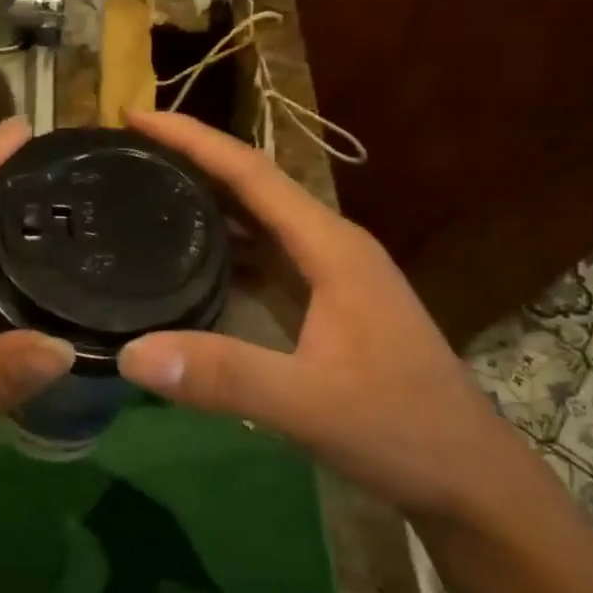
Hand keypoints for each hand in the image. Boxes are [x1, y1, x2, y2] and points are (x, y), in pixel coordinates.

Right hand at [115, 111, 509, 519]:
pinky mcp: (324, 304)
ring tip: (145, 192)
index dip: (192, 138)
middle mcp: (329, 246)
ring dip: (206, 201)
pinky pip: (263, 258)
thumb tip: (131, 353)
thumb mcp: (310, 404)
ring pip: (257, 221)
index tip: (135, 115)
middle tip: (126, 152)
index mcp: (330, 246)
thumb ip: (224, 376)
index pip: (251, 172)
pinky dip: (223, 246)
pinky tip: (188, 260)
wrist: (466, 477)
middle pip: (251, 186)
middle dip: (191, 159)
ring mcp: (329, 275)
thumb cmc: (401, 429)